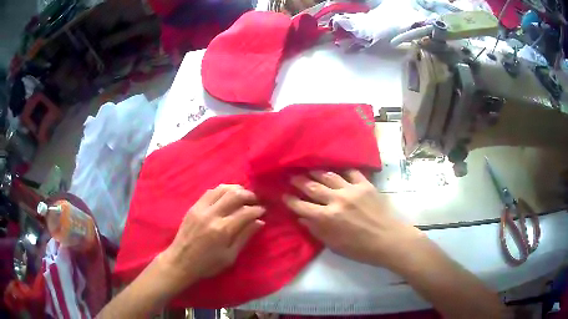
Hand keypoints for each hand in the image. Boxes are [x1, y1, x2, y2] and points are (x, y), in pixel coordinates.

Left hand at [159, 184, 264, 292]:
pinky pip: (210, 192)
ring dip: (235, 189)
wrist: (180, 261)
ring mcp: (201, 208)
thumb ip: (244, 237)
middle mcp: (212, 215)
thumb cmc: (207, 264)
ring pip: (221, 189)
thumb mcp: (230, 257)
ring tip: (243, 195)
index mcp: (223, 230)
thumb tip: (260, 222)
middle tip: (255, 201)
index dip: (257, 210)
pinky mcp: (193, 207)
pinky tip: (227, 196)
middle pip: (234, 195)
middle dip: (249, 195)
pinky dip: (222, 190)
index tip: (263, 211)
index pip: (245, 212)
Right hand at [284, 170, 425, 268]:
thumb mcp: (334, 245)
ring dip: (316, 172)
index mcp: (327, 218)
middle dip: (299, 181)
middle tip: (291, 177)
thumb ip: (316, 230)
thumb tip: (302, 218)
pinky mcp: (365, 185)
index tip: (283, 195)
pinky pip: (351, 172)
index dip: (290, 200)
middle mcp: (336, 200)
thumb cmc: (360, 248)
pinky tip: (336, 168)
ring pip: (329, 176)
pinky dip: (342, 170)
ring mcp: (351, 190)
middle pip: (312, 187)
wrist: (388, 240)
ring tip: (309, 169)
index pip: (302, 206)